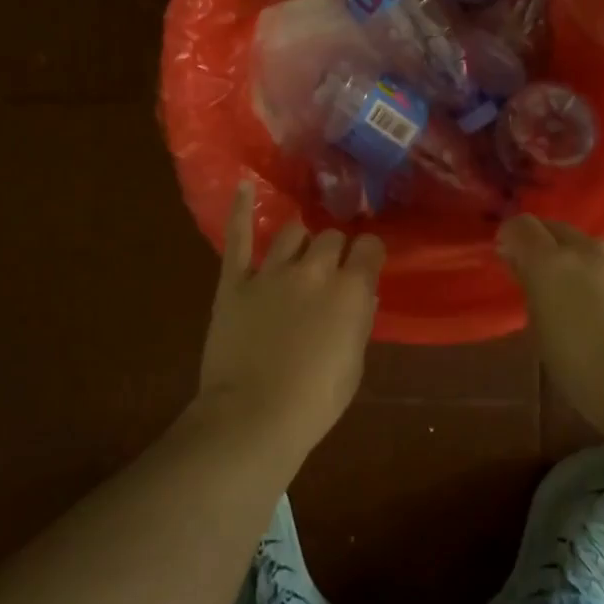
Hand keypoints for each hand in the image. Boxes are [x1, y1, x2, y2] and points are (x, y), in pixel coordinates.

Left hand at [194, 182, 383, 463]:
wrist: (253, 418)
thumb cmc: (315, 401)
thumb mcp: (354, 363)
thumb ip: (359, 319)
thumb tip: (360, 294)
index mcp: (350, 289)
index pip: (369, 247)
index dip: (368, 254)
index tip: (365, 264)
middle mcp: (314, 269)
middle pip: (330, 237)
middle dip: (334, 249)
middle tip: (329, 270)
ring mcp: (271, 271)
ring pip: (293, 231)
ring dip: (301, 239)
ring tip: (300, 248)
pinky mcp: (235, 280)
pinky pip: (238, 237)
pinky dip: (241, 209)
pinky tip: (244, 185)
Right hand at [498, 216, 603, 437]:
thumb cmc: (588, 377)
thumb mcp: (544, 336)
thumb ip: (533, 290)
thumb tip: (524, 264)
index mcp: (551, 265)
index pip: (520, 226)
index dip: (513, 240)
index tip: (514, 261)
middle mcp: (589, 249)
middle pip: (557, 230)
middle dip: (549, 249)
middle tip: (552, 284)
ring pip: (595, 248)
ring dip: (587, 265)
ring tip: (598, 302)